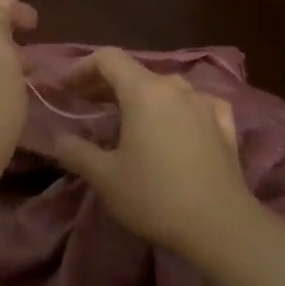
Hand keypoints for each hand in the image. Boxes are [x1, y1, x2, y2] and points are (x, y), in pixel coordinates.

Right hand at [50, 48, 256, 256]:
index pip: (108, 59)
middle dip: (106, 84)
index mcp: (144, 92)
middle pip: (136, 72)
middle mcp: (176, 88)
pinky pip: (196, 104)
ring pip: (166, 87)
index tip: (66, 89)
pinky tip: (177, 122)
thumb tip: (59, 139)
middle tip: (86, 105)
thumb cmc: (154, 196)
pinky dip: (177, 108)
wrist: (220, 226)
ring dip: (141, 96)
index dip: (82, 68)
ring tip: (127, 118)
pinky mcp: (225, 126)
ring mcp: (205, 105)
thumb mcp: (104, 177)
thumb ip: (76, 152)